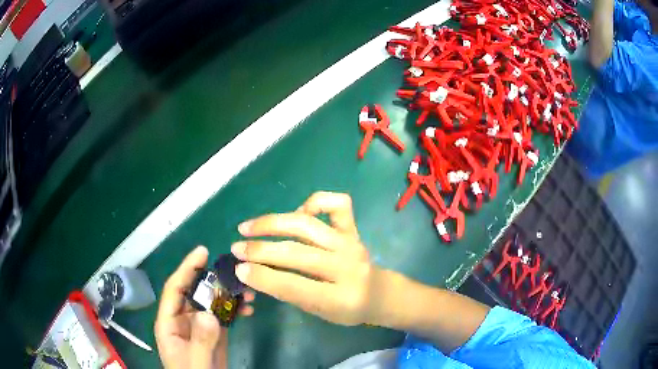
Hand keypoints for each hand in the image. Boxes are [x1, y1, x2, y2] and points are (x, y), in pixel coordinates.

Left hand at [155, 246, 254, 368]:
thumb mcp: (195, 361)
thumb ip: (200, 340)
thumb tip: (209, 314)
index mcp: (169, 322)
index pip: (175, 289)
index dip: (186, 268)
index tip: (202, 252)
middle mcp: (183, 319)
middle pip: (195, 292)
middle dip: (213, 280)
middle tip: (233, 270)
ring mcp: (199, 326)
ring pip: (211, 302)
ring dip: (228, 294)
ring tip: (247, 291)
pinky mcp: (213, 333)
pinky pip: (222, 315)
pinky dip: (234, 309)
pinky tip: (248, 308)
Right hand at [231, 191, 386, 325]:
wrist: (379, 294)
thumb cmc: (347, 309)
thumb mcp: (318, 311)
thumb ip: (290, 292)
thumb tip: (254, 271)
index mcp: (340, 298)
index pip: (294, 285)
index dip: (263, 277)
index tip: (238, 269)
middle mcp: (347, 266)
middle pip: (297, 252)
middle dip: (260, 250)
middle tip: (236, 249)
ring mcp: (351, 243)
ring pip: (307, 225)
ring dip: (272, 223)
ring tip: (247, 227)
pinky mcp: (353, 229)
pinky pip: (337, 204)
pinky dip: (314, 202)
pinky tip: (297, 212)